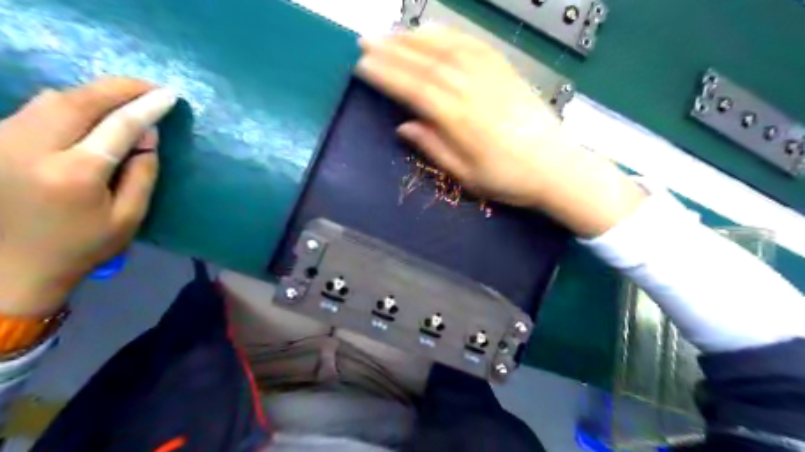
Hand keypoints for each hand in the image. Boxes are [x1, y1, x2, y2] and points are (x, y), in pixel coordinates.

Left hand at [1, 77, 175, 313]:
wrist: (11, 267)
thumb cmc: (82, 246)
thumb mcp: (129, 216)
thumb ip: (143, 172)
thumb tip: (149, 132)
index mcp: (74, 174)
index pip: (118, 126)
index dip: (146, 107)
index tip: (169, 94)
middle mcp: (30, 149)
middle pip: (78, 101)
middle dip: (118, 88)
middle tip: (149, 87)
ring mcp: (2, 142)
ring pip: (52, 99)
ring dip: (93, 94)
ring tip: (126, 97)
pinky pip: (36, 109)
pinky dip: (70, 103)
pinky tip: (91, 110)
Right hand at [356, 29, 645, 238]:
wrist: (557, 168)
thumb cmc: (509, 179)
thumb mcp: (467, 176)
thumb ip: (434, 148)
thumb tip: (405, 127)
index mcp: (460, 120)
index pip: (415, 90)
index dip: (386, 76)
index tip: (363, 66)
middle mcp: (473, 91)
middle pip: (426, 64)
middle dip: (392, 51)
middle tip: (367, 41)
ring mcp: (492, 76)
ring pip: (447, 49)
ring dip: (415, 38)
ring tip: (391, 34)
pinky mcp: (506, 70)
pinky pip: (473, 45)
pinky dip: (448, 35)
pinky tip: (432, 31)